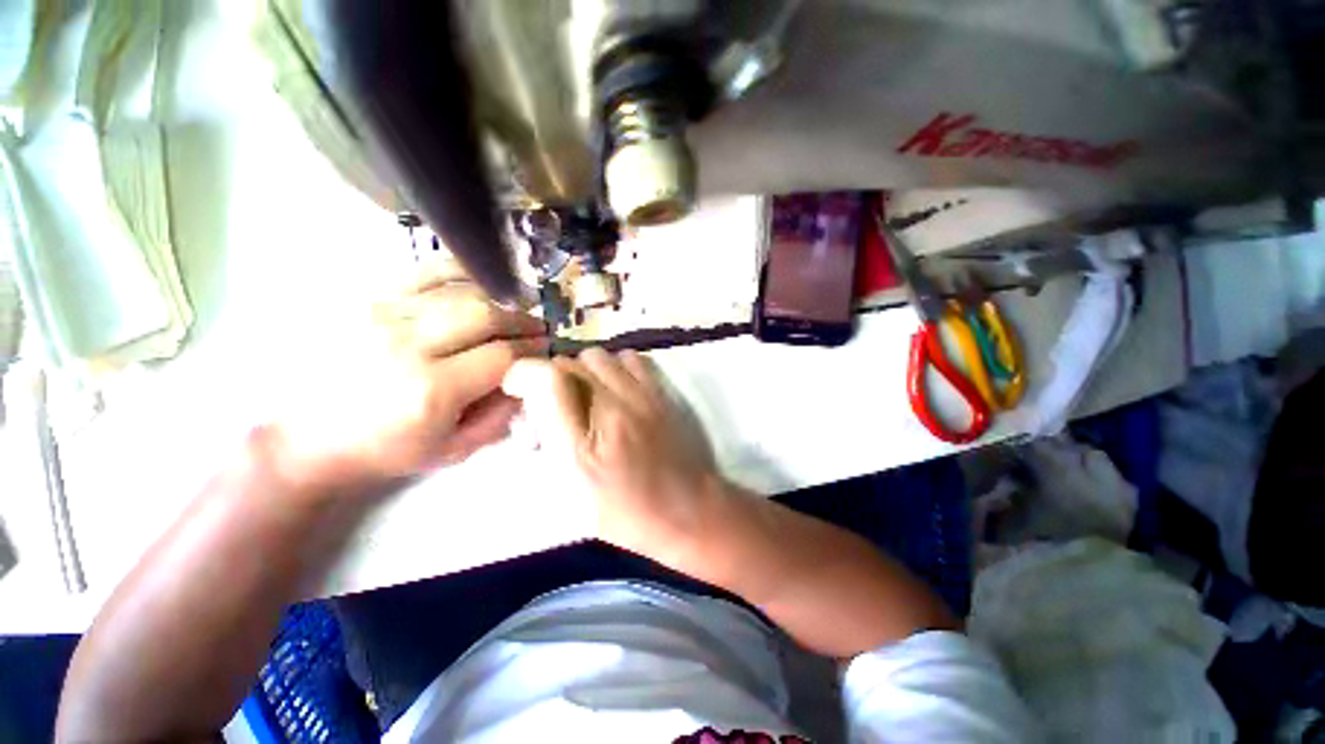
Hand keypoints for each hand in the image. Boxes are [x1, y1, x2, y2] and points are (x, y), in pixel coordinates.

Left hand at [274, 260, 546, 488]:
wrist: (309, 434)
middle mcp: (408, 345)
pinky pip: (426, 271)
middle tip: (538, 328)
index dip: (533, 349)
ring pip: (463, 292)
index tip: (546, 349)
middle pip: (487, 315)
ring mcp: (384, 315)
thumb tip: (528, 376)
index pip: (503, 355)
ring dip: (500, 300)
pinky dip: (462, 273)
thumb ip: (501, 416)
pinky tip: (481, 286)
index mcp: (431, 390)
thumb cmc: (387, 449)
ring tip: (515, 311)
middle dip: (523, 321)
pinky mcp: (369, 298)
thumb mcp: (454, 450)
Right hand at [503, 348, 727, 566]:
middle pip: (571, 361)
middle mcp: (614, 405)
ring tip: (586, 395)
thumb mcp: (578, 487)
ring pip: (599, 356)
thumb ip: (551, 441)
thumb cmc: (627, 510)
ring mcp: (642, 393)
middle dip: (553, 378)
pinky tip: (616, 389)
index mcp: (587, 437)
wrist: (688, 510)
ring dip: (584, 370)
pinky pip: (631, 358)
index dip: (523, 374)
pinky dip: (615, 366)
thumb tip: (531, 407)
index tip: (517, 389)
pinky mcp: (661, 392)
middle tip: (555, 404)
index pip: (547, 376)